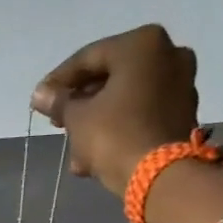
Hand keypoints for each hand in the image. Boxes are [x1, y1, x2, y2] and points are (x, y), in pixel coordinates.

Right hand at [31, 24, 201, 196]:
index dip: (59, 81)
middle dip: (81, 105)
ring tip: (75, 151)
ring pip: (125, 100)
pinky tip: (95, 156)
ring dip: (97, 122)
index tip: (40, 100)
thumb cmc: (115, 135)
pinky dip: (119, 130)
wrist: (161, 177)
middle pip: (110, 78)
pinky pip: (141, 115)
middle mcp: (168, 55)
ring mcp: (181, 85)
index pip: (88, 58)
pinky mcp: (183, 115)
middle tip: (58, 124)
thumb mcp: (77, 118)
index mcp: (142, 44)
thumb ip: (59, 102)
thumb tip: (40, 95)